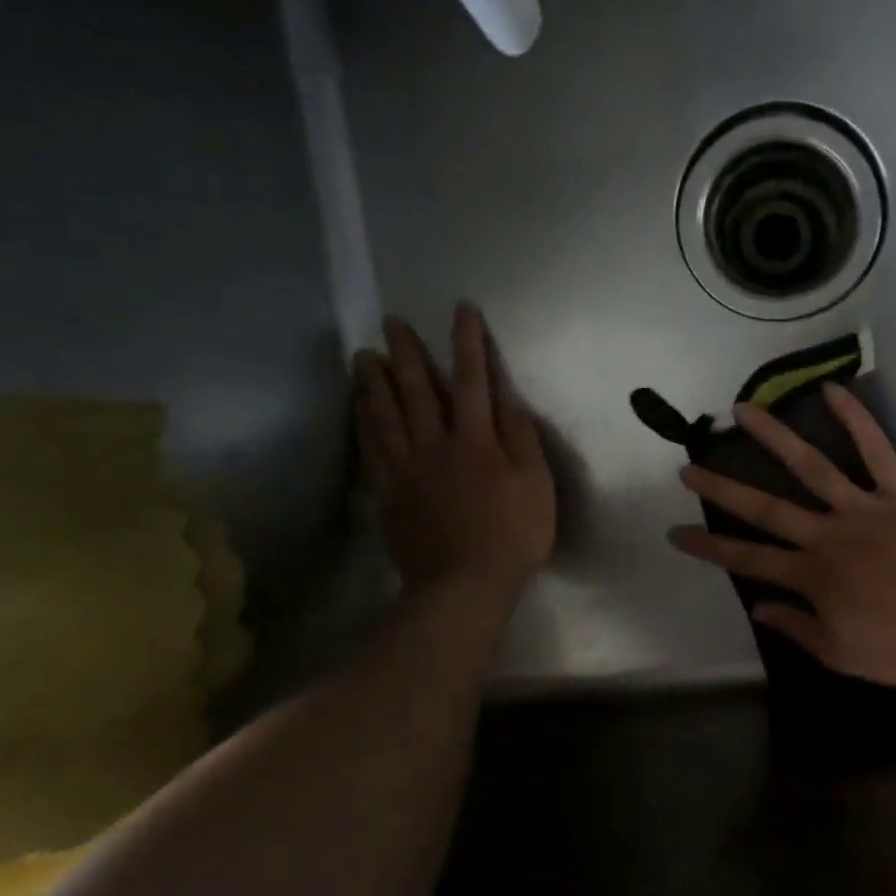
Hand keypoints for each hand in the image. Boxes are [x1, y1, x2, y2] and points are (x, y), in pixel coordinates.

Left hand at [356, 303, 555, 596]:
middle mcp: (437, 445)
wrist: (462, 586)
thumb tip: (508, 401)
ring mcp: (407, 470)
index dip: (468, 342)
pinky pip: (372, 449)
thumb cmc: (511, 536)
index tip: (461, 309)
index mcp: (477, 441)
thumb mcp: (536, 486)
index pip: (472, 380)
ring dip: (374, 381)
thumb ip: (523, 440)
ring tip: (363, 354)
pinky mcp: (389, 494)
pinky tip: (359, 407)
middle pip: (417, 390)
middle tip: (391, 321)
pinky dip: (364, 423)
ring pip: (386, 415)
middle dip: (406, 352)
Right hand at [668, 384, 895, 689]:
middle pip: (765, 509)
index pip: (747, 561)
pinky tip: (832, 390)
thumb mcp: (845, 655)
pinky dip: (855, 419)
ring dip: (773, 437)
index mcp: (812, 577)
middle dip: (722, 489)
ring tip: (742, 409)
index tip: (675, 532)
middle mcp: (826, 535)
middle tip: (688, 467)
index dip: (709, 547)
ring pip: (810, 466)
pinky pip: (875, 449)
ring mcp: (861, 507)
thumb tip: (759, 607)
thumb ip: (799, 629)